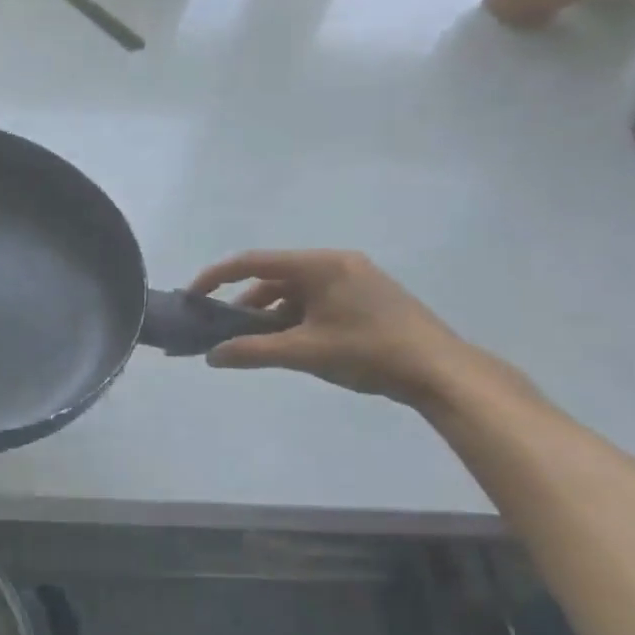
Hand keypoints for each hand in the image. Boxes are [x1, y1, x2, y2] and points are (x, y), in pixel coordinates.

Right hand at [188, 249, 486, 405]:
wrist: (441, 372)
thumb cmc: (370, 353)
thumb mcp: (305, 352)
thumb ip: (253, 351)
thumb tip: (212, 356)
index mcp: (321, 265)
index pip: (254, 262)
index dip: (217, 277)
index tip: (193, 297)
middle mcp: (336, 264)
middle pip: (274, 277)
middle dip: (245, 305)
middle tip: (225, 332)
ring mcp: (354, 280)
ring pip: (295, 292)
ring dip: (270, 316)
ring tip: (256, 346)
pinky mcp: (365, 298)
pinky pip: (315, 301)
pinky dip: (295, 320)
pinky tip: (290, 346)